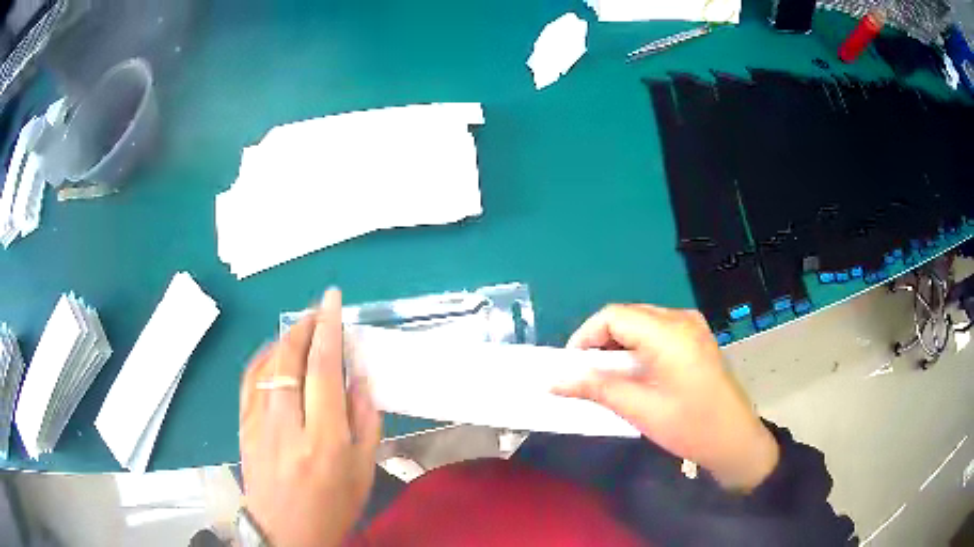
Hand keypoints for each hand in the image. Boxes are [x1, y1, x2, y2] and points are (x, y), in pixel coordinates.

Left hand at [239, 289, 379, 546]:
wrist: (285, 532)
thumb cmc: (333, 506)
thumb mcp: (363, 470)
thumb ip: (365, 421)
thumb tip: (359, 376)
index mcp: (324, 440)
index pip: (323, 369)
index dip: (329, 329)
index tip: (332, 301)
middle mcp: (287, 426)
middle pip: (290, 359)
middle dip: (305, 325)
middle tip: (318, 310)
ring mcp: (259, 424)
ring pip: (267, 365)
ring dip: (285, 338)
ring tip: (301, 328)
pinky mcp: (243, 426)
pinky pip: (250, 380)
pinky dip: (263, 358)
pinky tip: (275, 353)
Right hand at [555, 304, 777, 492]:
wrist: (735, 439)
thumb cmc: (690, 426)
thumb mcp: (640, 409)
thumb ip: (596, 388)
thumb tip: (554, 381)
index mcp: (668, 332)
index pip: (612, 316)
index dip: (585, 337)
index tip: (571, 367)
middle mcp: (681, 318)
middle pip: (626, 316)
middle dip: (600, 342)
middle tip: (585, 375)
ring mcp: (692, 325)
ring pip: (640, 322)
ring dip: (618, 345)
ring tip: (607, 377)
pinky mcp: (696, 337)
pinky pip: (657, 331)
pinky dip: (637, 347)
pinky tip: (635, 373)